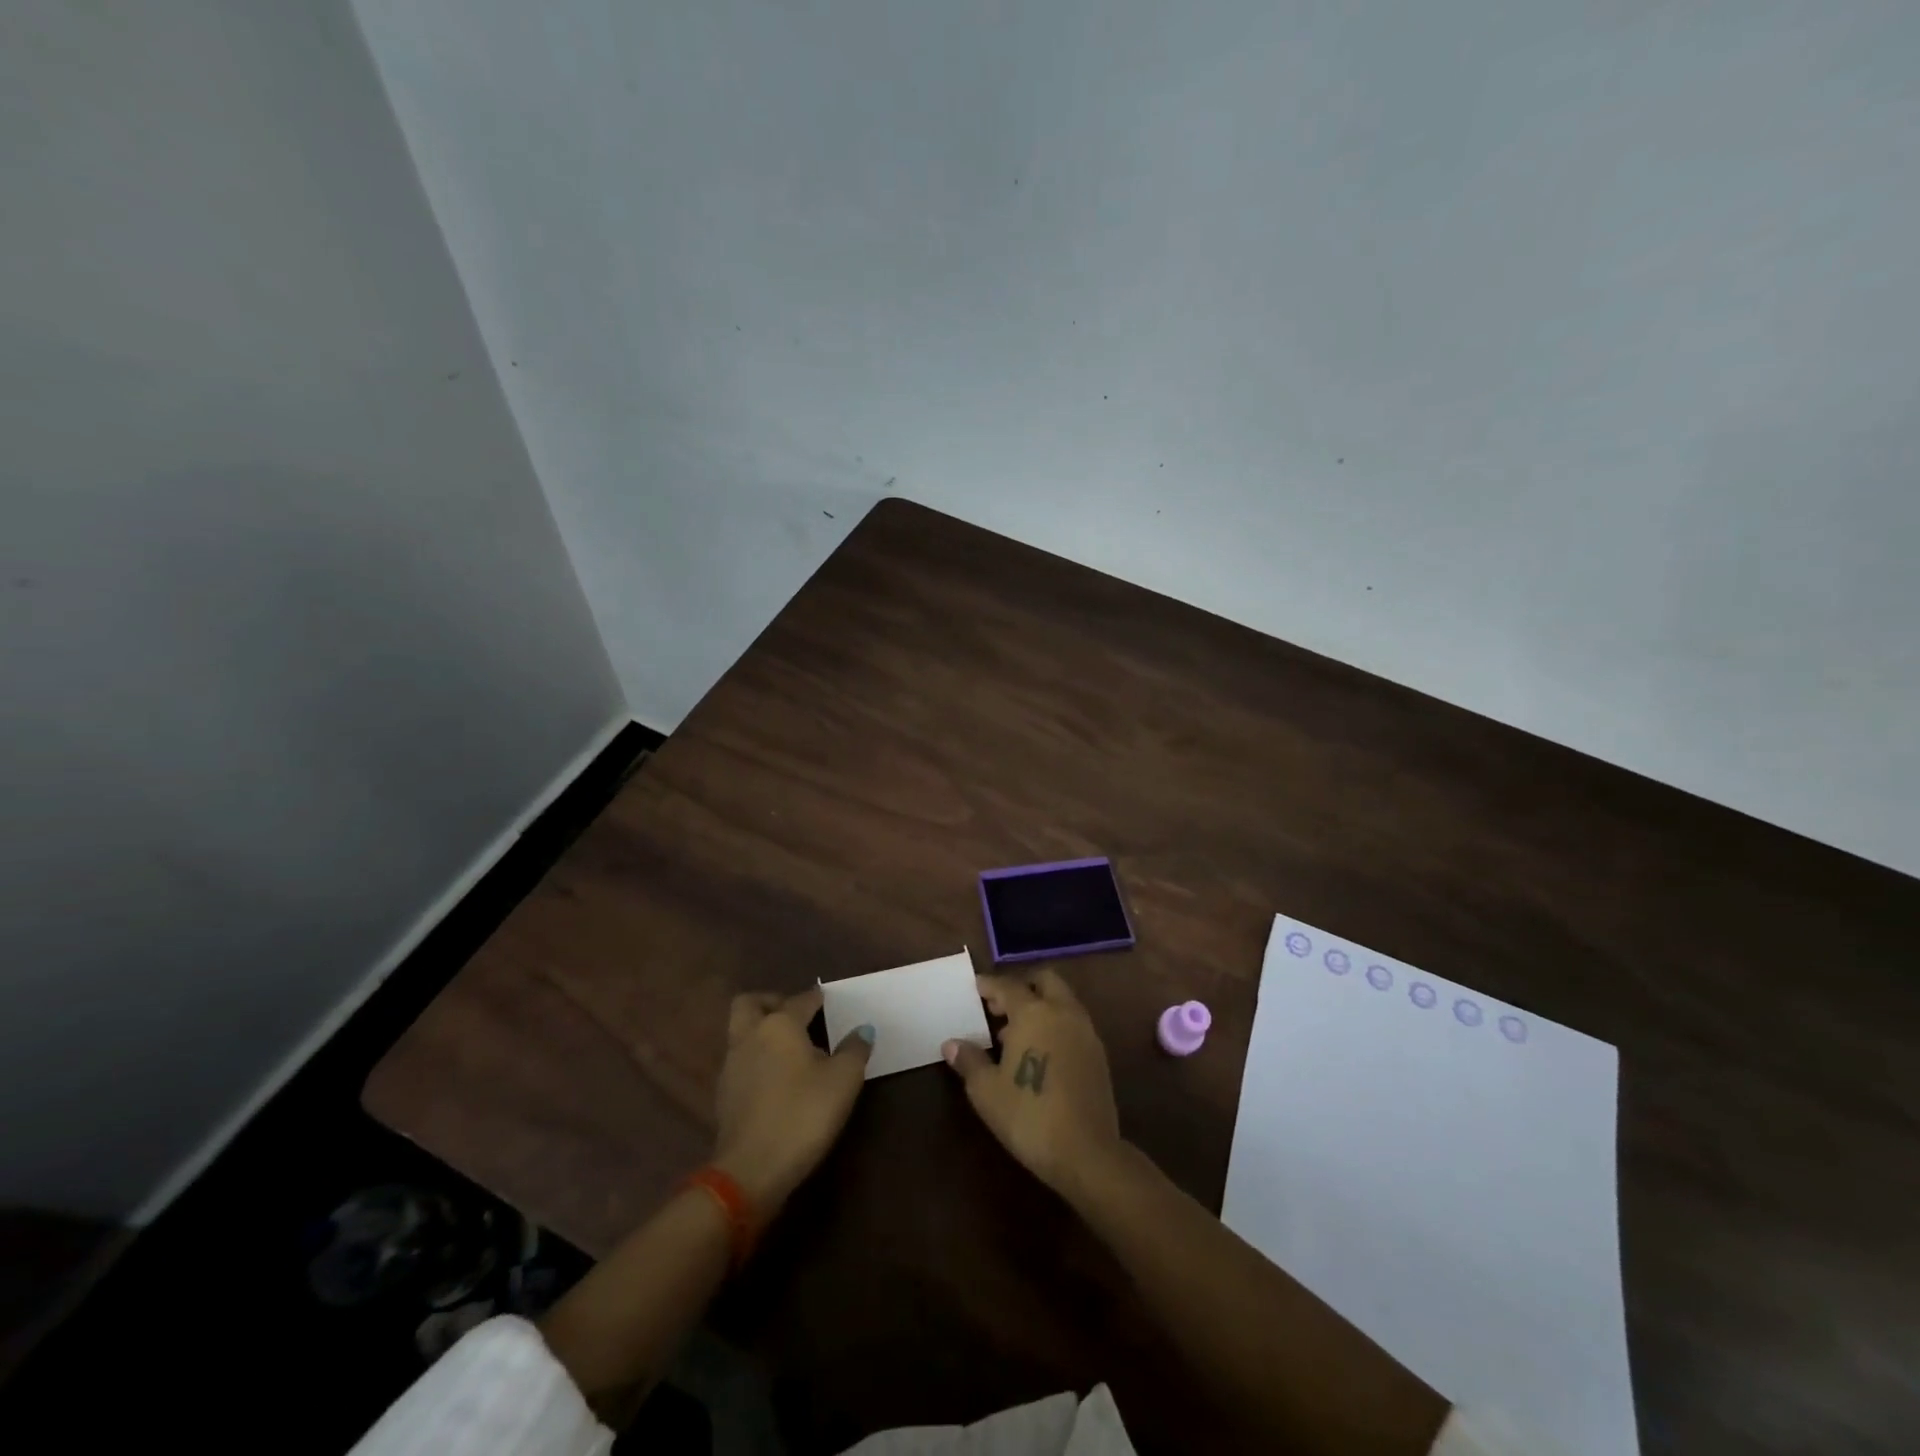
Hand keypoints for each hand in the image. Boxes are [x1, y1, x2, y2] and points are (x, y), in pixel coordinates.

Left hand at [713, 987, 872, 1216]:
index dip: (816, 998)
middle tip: (795, 1015)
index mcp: (780, 1025)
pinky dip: (756, 1059)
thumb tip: (863, 1030)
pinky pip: (739, 1061)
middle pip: (751, 1003)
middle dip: (771, 1002)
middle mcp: (751, 1036)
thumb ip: (855, 1050)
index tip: (828, 1000)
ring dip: (761, 1031)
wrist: (751, 1170)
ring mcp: (732, 1066)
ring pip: (741, 1032)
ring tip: (789, 1049)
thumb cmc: (803, 1115)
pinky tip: (776, 1078)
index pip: (801, 1000)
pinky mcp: (723, 1095)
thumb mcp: (843, 1081)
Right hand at [943, 968, 1121, 1196]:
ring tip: (1015, 1034)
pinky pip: (1073, 1023)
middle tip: (999, 1007)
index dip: (988, 985)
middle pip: (1044, 981)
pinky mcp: (1099, 1054)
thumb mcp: (986, 1091)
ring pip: (1062, 1001)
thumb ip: (969, 1060)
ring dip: (1040, 1006)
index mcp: (1033, 1012)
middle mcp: (1063, 1012)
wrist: (1085, 1152)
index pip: (1007, 986)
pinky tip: (1040, 1053)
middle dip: (1022, 987)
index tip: (975, 988)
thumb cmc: (1028, 1115)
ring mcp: (1085, 1031)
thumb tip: (951, 1044)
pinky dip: (1056, 1024)